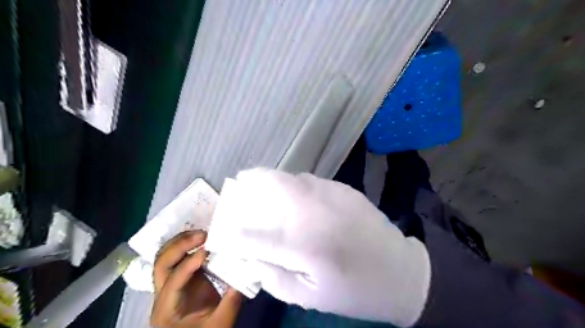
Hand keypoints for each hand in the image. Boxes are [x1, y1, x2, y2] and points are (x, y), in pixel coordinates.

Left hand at [152, 231, 243, 327]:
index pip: (173, 281)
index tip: (207, 251)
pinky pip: (179, 257)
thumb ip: (231, 300)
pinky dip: (188, 245)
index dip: (188, 264)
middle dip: (180, 245)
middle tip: (203, 236)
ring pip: (166, 256)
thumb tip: (245, 272)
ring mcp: (171, 284)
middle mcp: (162, 294)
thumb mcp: (220, 324)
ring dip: (182, 241)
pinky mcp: (182, 278)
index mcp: (167, 309)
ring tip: (203, 234)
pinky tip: (203, 240)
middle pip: (161, 263)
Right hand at [205, 171, 428, 325]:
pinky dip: (298, 186)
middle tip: (242, 181)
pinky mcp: (346, 190)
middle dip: (254, 179)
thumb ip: (275, 277)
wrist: (400, 271)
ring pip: (295, 178)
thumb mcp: (310, 297)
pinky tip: (300, 198)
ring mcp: (334, 196)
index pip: (260, 236)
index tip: (227, 230)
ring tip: (267, 188)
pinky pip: (313, 182)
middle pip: (277, 184)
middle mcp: (317, 213)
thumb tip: (254, 257)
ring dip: (276, 180)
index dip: (238, 233)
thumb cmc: (355, 291)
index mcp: (307, 246)